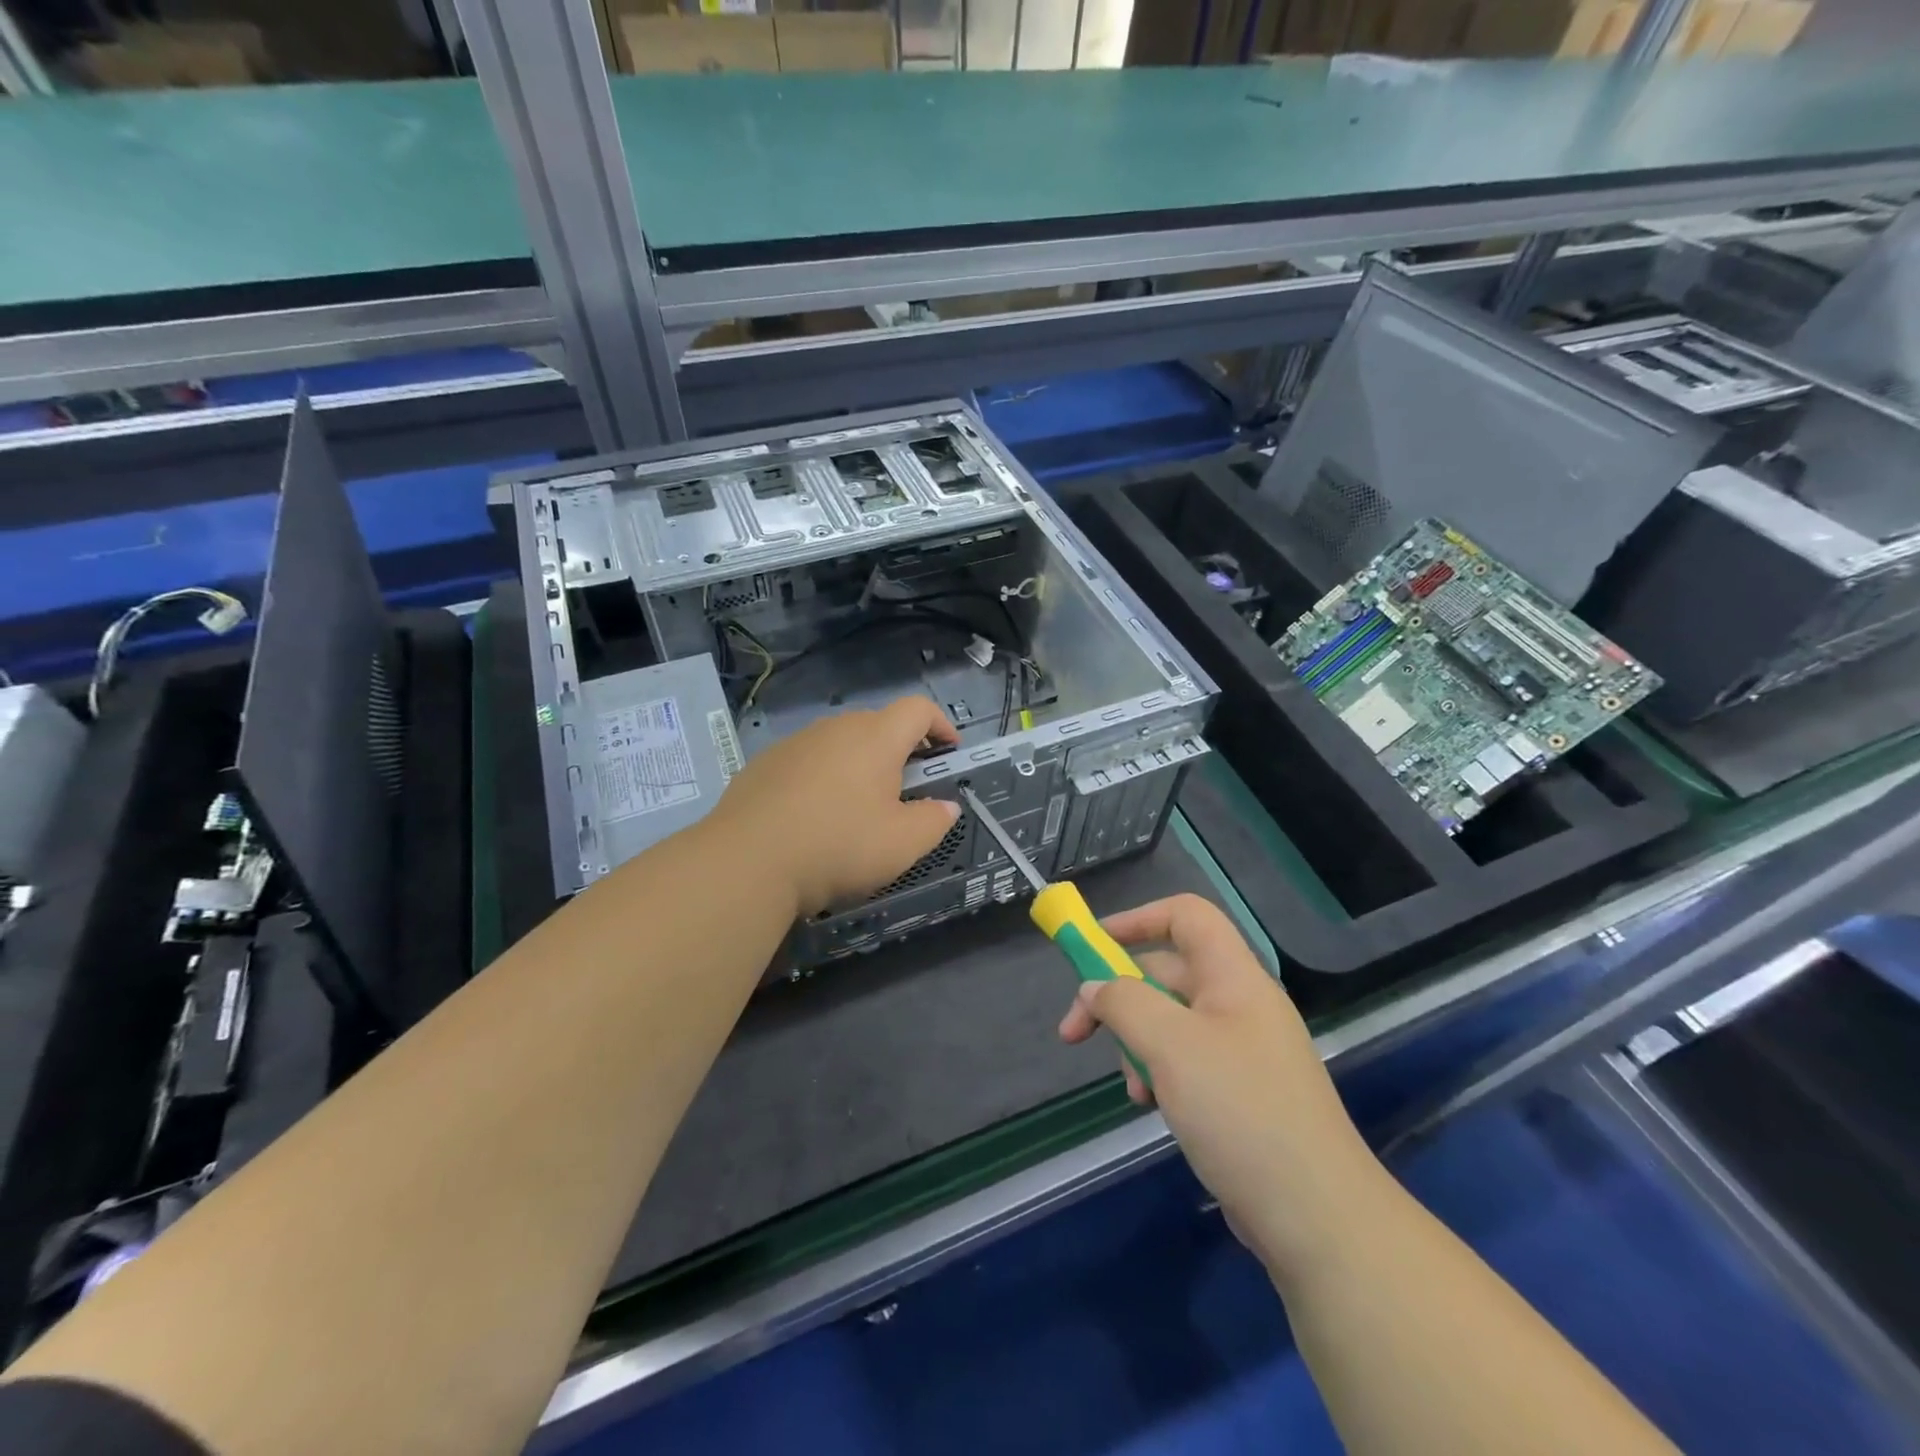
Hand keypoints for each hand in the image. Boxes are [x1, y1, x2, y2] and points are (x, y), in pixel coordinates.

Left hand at [709, 696, 961, 916]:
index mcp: (875, 738)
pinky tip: (814, 816)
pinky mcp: (764, 764)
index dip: (940, 724)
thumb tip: (946, 807)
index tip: (950, 750)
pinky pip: (808, 760)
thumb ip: (934, 821)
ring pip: (840, 742)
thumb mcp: (902, 844)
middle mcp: (835, 728)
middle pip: (878, 724)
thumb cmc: (837, 846)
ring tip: (859, 806)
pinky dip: (823, 777)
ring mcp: (795, 743)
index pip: (918, 709)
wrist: (746, 861)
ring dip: (859, 764)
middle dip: (901, 749)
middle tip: (907, 787)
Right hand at [1058, 894, 1382, 1275]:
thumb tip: (1094, 987)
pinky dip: (1159, 1074)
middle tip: (1075, 1033)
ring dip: (1136, 1044)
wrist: (1317, 1218)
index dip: (1137, 918)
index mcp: (1234, 977)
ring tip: (1132, 1089)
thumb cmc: (1240, 1111)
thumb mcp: (1170, 1046)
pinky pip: (1185, 1062)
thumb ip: (1124, 1003)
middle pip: (1166, 972)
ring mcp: (1242, 1050)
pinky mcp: (1240, 1093)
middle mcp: (1239, 1004)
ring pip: (1170, 1022)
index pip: (1185, 916)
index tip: (1091, 946)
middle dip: (1118, 998)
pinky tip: (1152, 1107)